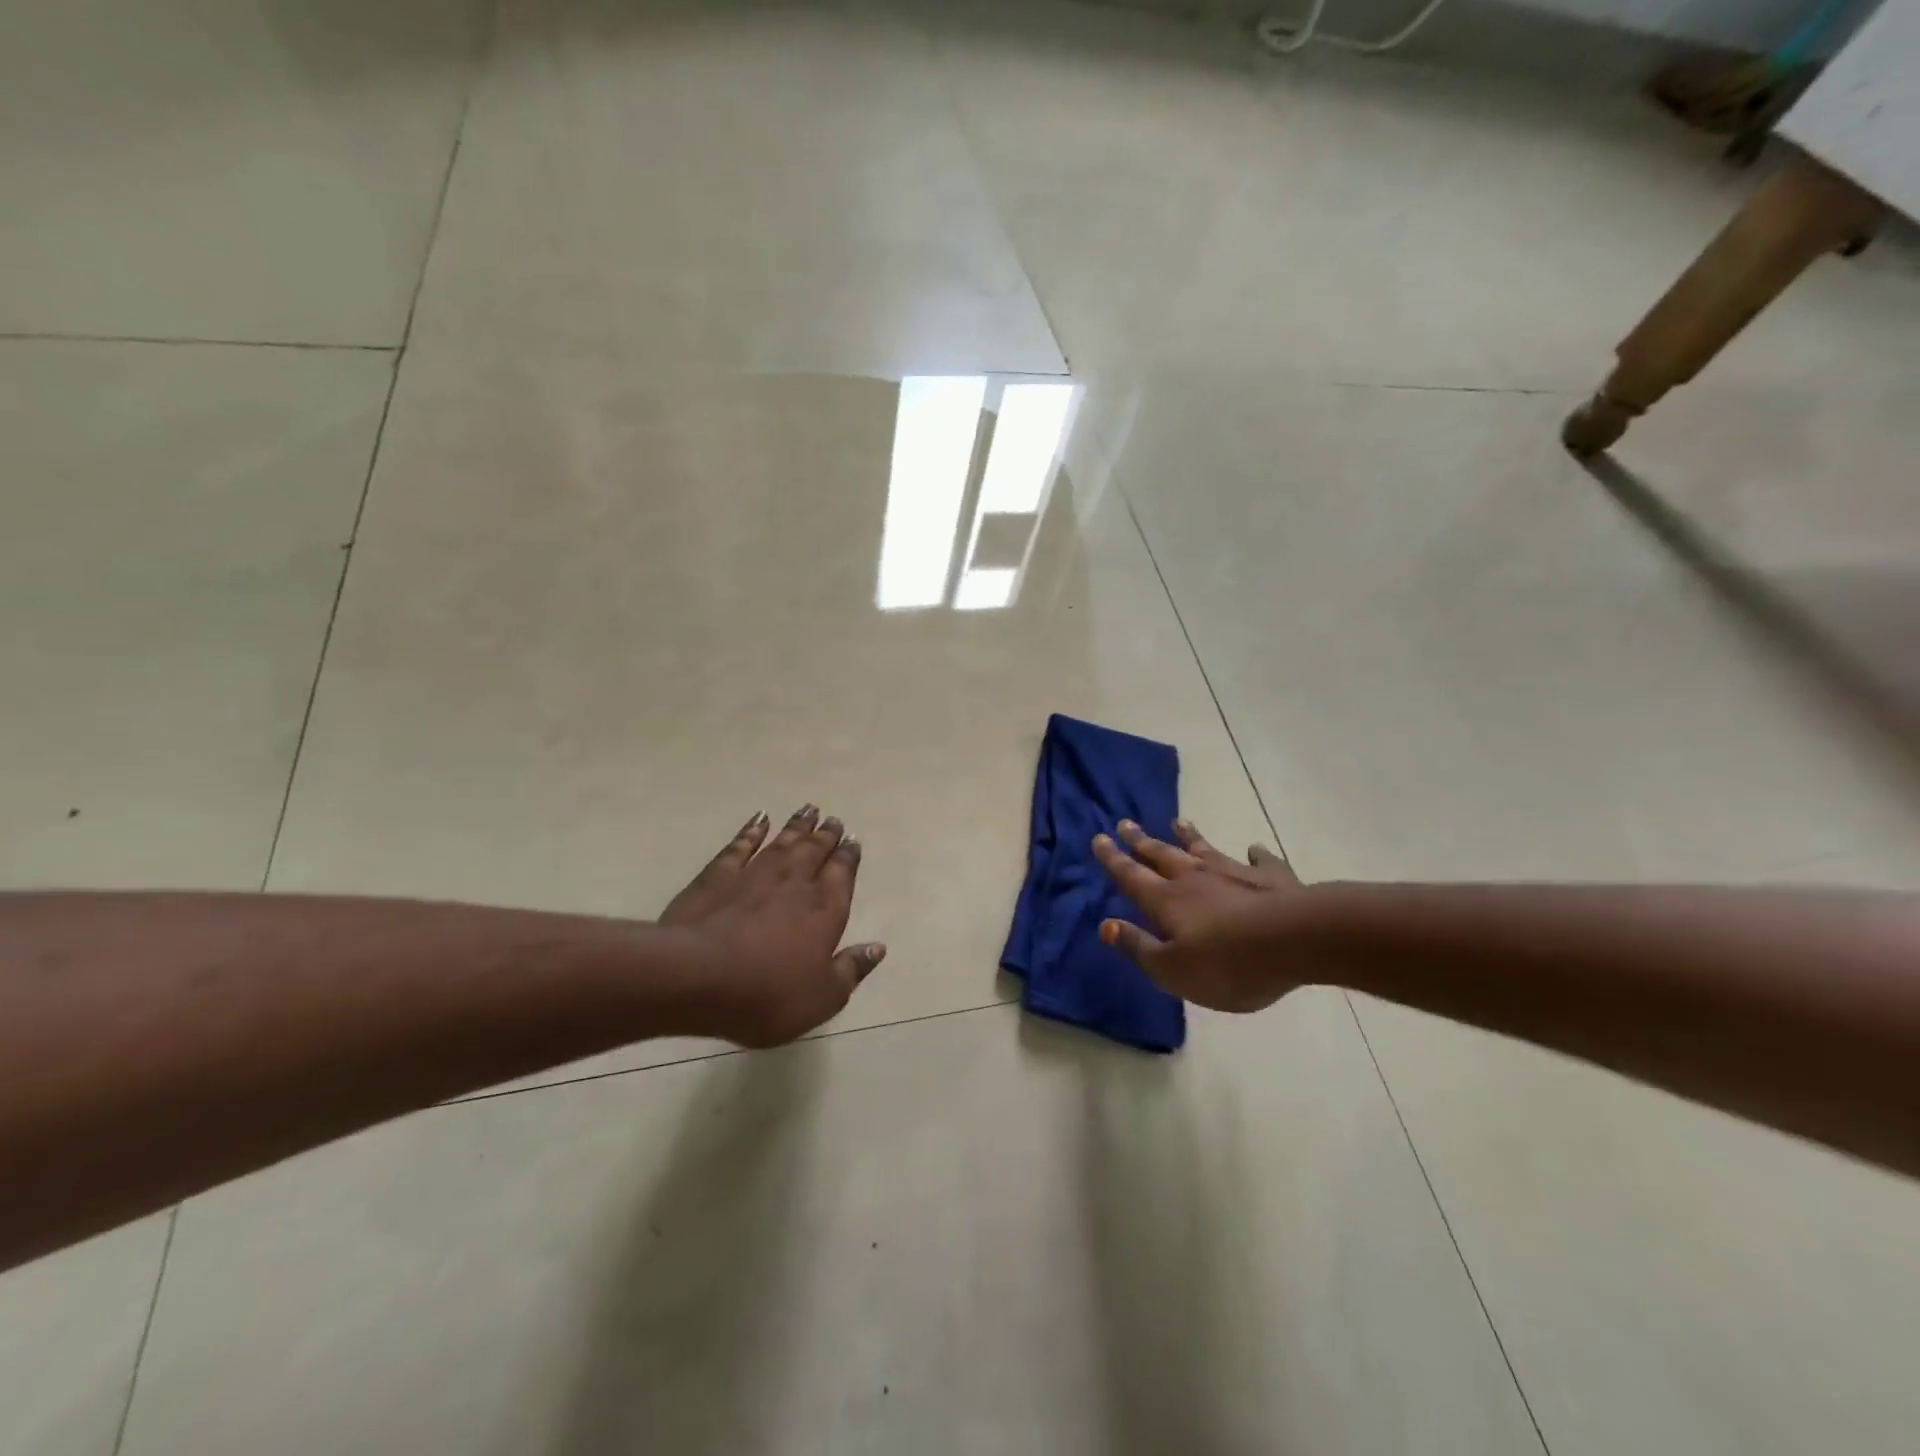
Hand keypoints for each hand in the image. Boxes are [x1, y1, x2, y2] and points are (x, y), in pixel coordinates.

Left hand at [660, 806, 885, 1047]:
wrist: (696, 976)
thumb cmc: (766, 995)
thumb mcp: (821, 999)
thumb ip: (851, 970)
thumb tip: (878, 948)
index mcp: (825, 911)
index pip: (842, 874)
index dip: (849, 856)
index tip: (853, 840)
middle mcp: (795, 884)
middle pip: (815, 851)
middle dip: (827, 835)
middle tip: (835, 820)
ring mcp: (755, 875)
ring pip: (783, 842)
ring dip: (798, 825)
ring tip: (810, 809)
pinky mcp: (719, 875)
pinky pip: (741, 845)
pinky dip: (752, 830)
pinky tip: (760, 818)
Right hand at [1091, 818, 1309, 1012]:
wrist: (1297, 940)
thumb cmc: (1228, 963)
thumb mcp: (1173, 970)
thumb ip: (1138, 947)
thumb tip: (1105, 924)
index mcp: (1167, 900)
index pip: (1131, 875)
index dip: (1113, 858)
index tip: (1098, 837)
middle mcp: (1195, 878)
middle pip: (1162, 854)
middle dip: (1141, 841)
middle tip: (1125, 822)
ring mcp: (1234, 872)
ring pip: (1204, 849)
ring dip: (1189, 836)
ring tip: (1178, 821)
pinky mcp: (1272, 878)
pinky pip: (1259, 861)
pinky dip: (1254, 854)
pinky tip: (1254, 849)